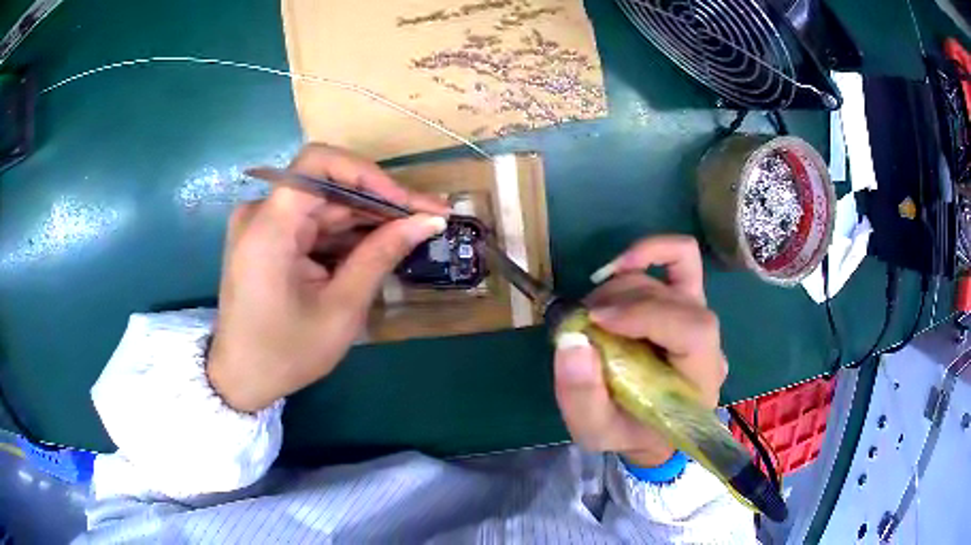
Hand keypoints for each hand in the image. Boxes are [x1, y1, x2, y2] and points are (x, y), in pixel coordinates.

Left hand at [207, 144, 448, 412]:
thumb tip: (428, 221)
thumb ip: (380, 256)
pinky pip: (314, 224)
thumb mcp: (340, 309)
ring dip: (368, 219)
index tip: (405, 202)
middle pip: (328, 186)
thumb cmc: (286, 353)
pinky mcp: (269, 238)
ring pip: (325, 205)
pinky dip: (346, 234)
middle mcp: (261, 213)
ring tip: (414, 232)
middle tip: (429, 217)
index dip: (367, 173)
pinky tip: (380, 245)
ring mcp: (263, 224)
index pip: (319, 163)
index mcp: (268, 228)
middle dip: (379, 201)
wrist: (242, 378)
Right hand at [553, 236, 727, 466]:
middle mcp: (709, 342)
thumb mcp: (595, 431)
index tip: (596, 321)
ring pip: (668, 278)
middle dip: (621, 302)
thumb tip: (572, 339)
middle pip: (676, 298)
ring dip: (621, 286)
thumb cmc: (628, 433)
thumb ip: (582, 396)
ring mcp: (699, 315)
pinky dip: (649, 253)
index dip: (645, 314)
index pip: (694, 330)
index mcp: (700, 379)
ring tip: (591, 313)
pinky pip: (681, 258)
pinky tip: (617, 268)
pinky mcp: (686, 300)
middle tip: (582, 320)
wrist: (650, 430)